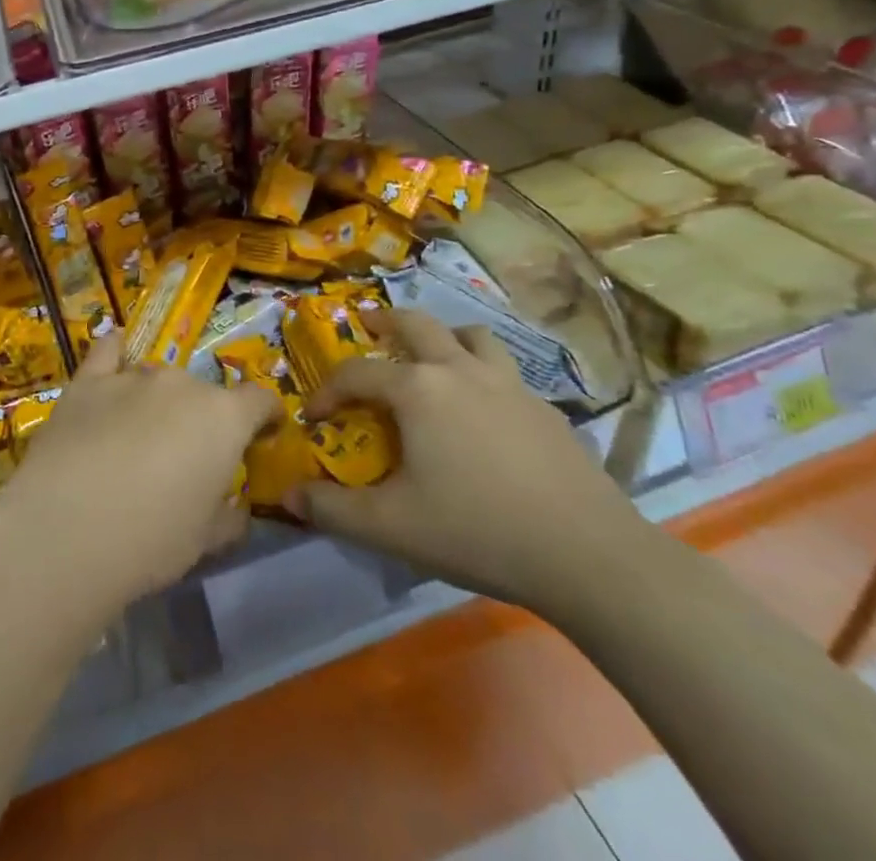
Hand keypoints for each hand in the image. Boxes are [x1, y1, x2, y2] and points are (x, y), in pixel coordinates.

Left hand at [0, 336, 281, 622]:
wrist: (67, 530)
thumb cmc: (152, 540)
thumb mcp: (206, 541)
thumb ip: (230, 516)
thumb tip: (237, 507)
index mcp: (224, 418)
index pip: (260, 400)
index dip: (265, 417)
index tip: (262, 436)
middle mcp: (182, 384)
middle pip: (203, 392)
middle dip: (202, 419)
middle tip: (185, 457)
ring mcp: (132, 376)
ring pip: (157, 378)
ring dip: (158, 401)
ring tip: (140, 436)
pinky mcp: (87, 381)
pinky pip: (108, 351)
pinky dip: (117, 353)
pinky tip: (116, 354)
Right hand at [294, 309, 645, 615]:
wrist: (587, 555)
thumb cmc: (477, 531)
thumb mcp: (391, 527)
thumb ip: (332, 510)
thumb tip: (288, 496)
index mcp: (418, 389)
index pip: (357, 373)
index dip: (327, 390)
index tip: (314, 416)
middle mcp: (460, 369)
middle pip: (416, 323)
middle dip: (384, 321)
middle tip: (368, 327)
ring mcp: (509, 384)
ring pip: (470, 335)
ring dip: (443, 337)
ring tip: (432, 358)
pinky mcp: (545, 408)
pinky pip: (505, 372)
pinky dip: (483, 373)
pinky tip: (485, 412)